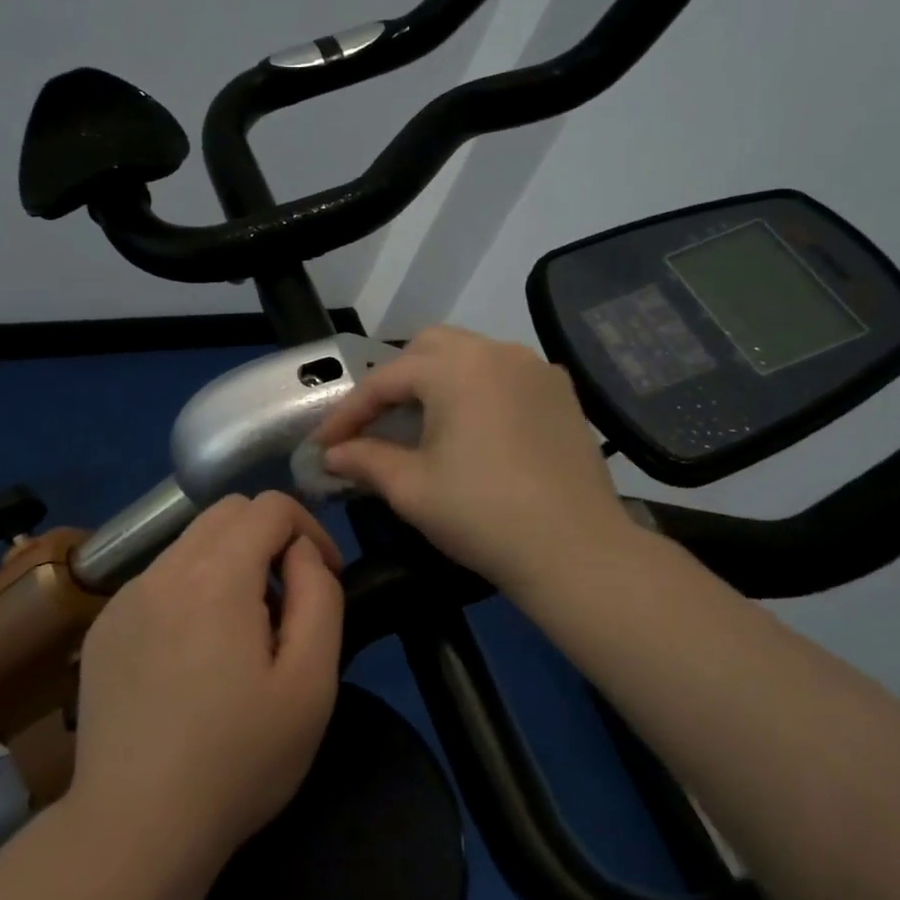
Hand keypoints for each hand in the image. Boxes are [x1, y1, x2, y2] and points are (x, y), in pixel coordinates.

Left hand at [65, 492, 343, 899]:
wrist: (134, 829)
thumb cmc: (238, 761)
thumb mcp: (311, 683)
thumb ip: (320, 596)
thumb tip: (302, 552)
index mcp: (217, 575)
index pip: (269, 506)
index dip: (309, 529)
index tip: (324, 576)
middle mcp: (164, 569)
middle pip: (226, 513)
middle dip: (268, 537)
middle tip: (286, 601)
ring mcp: (126, 596)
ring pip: (190, 543)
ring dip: (229, 563)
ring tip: (241, 632)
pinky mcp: (104, 626)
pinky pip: (159, 580)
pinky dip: (190, 590)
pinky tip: (192, 656)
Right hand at [312, 326, 633, 597]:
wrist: (576, 550)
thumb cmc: (482, 515)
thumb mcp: (411, 489)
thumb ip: (365, 460)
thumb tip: (333, 454)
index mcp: (456, 368)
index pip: (386, 380)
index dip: (349, 412)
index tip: (324, 443)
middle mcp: (497, 352)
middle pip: (428, 349)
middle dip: (394, 381)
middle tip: (375, 423)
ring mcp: (535, 369)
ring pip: (469, 355)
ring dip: (436, 380)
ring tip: (420, 422)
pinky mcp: (561, 392)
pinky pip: (504, 373)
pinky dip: (476, 388)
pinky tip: (472, 427)